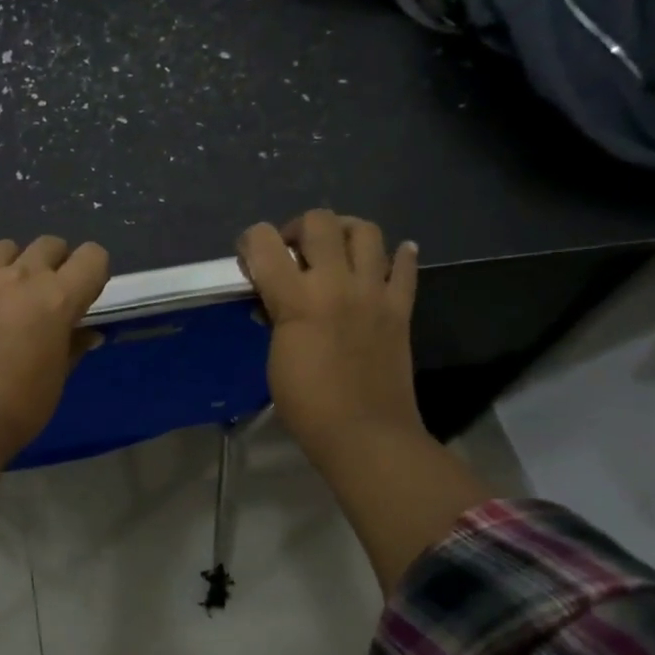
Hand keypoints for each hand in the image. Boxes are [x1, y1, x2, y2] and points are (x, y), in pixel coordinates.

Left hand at [0, 235, 110, 463]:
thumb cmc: (17, 408)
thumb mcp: (56, 380)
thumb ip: (72, 347)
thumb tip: (88, 333)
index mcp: (58, 299)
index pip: (93, 257)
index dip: (91, 271)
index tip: (81, 292)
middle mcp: (21, 276)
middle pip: (48, 244)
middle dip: (52, 264)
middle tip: (40, 296)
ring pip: (3, 248)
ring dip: (9, 266)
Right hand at [237, 210, 424, 468]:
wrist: (364, 433)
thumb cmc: (307, 403)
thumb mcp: (275, 355)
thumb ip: (276, 314)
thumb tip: (277, 296)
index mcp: (297, 299)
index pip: (263, 241)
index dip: (250, 241)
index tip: (249, 258)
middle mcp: (336, 283)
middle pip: (319, 221)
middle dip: (298, 228)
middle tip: (294, 252)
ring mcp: (374, 292)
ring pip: (366, 231)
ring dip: (346, 232)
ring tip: (337, 250)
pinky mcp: (400, 307)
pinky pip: (405, 267)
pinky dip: (398, 255)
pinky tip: (387, 258)